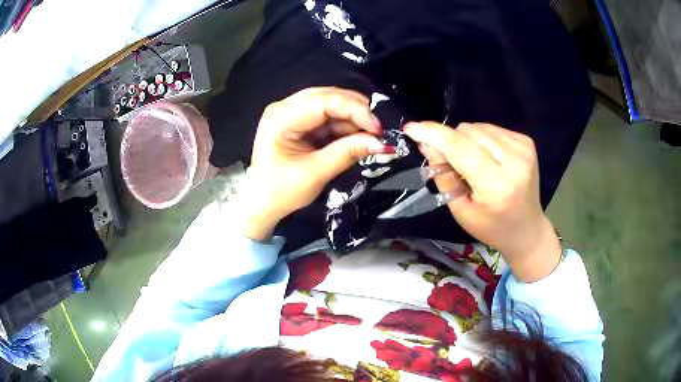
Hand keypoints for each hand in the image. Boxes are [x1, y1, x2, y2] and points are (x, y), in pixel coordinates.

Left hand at [240, 87, 384, 240]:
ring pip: (330, 104)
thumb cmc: (281, 191)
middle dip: (356, 111)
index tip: (378, 128)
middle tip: (378, 129)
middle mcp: (284, 107)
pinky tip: (356, 136)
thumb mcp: (316, 173)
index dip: (355, 110)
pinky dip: (344, 125)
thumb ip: (348, 153)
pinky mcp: (298, 121)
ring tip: (370, 135)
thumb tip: (382, 142)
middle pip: (327, 96)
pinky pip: (326, 115)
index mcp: (280, 118)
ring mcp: (291, 112)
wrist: (262, 203)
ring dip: (352, 118)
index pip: (324, 102)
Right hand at [404, 122, 561, 281]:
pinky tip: (488, 158)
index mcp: (497, 185)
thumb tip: (427, 144)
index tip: (411, 128)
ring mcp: (523, 148)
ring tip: (473, 163)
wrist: (527, 229)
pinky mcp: (527, 142)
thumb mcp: (461, 211)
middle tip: (452, 163)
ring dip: (467, 140)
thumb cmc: (491, 227)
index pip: (460, 148)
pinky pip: (492, 128)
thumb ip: (444, 177)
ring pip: (478, 127)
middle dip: (451, 142)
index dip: (433, 135)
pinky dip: (482, 139)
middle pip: (468, 132)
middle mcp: (514, 161)